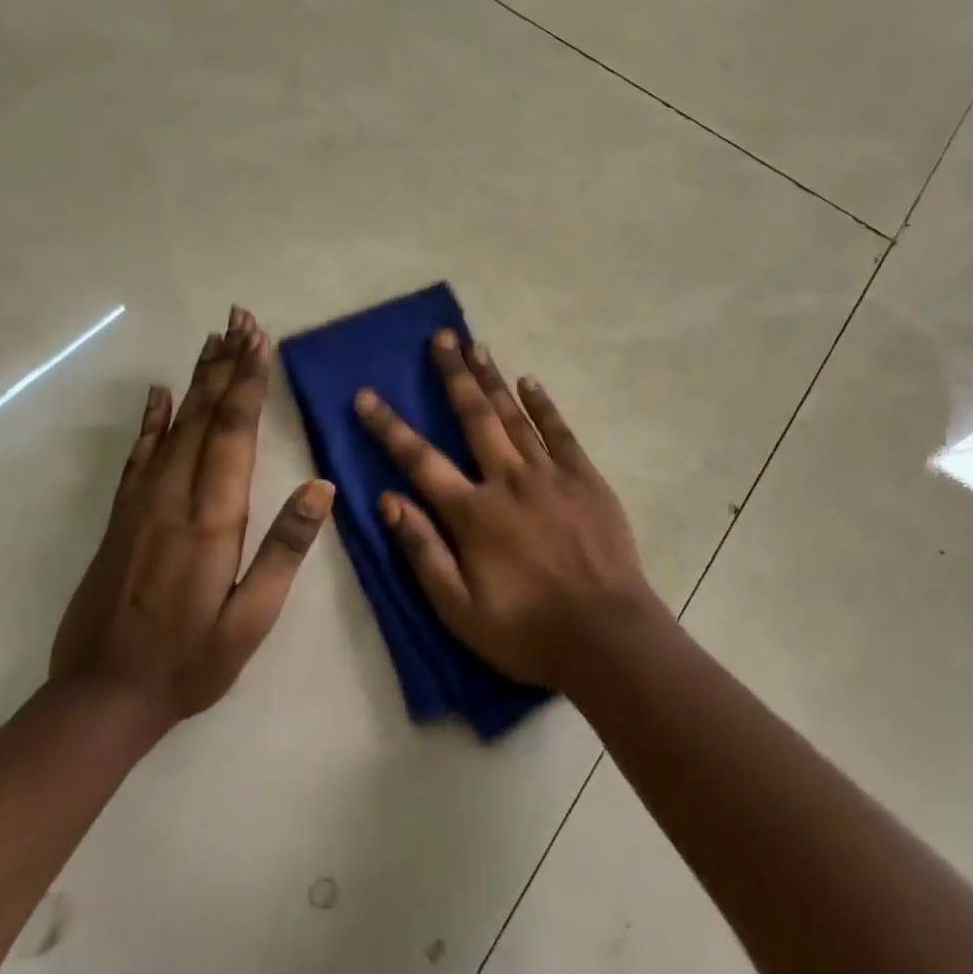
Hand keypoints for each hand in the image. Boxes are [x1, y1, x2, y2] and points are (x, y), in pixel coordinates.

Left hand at [51, 306, 332, 730]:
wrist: (98, 702)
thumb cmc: (189, 662)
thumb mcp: (251, 620)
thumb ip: (284, 551)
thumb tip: (321, 488)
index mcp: (212, 521)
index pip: (234, 435)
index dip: (248, 384)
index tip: (259, 341)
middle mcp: (174, 499)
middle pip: (204, 417)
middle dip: (226, 366)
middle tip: (240, 320)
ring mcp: (141, 505)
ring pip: (174, 427)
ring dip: (197, 380)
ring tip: (214, 340)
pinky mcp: (121, 518)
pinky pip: (139, 457)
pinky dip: (152, 420)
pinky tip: (161, 394)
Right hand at [354, 330, 658, 689]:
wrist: (606, 635)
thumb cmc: (527, 630)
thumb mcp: (459, 609)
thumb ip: (422, 551)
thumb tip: (387, 500)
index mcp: (473, 513)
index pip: (420, 460)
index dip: (389, 426)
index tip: (366, 395)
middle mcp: (508, 480)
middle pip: (474, 417)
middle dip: (454, 375)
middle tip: (442, 338)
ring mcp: (550, 474)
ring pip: (514, 415)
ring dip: (493, 379)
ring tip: (476, 346)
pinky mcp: (585, 477)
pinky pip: (559, 430)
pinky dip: (542, 404)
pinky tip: (529, 381)